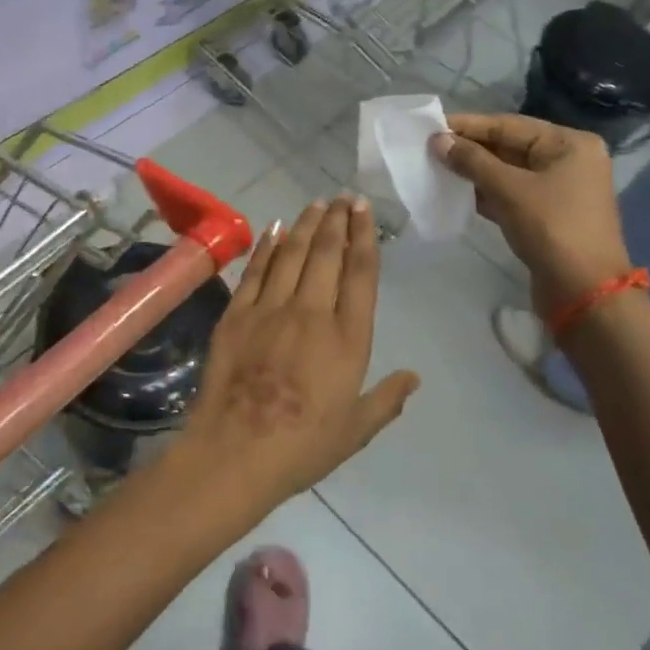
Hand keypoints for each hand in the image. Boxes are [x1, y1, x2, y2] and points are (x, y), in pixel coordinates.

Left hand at [172, 195, 418, 518]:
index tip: (363, 211)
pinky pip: (255, 271)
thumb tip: (413, 377)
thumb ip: (387, 399)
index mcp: (347, 338)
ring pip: (292, 254)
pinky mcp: (237, 314)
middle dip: (337, 221)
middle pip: (327, 254)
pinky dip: (267, 246)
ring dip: (306, 225)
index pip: (361, 274)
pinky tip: (274, 229)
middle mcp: (311, 312)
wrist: (236, 451)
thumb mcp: (355, 430)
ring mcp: (270, 309)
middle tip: (342, 198)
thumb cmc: (303, 447)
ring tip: (316, 205)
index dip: (364, 237)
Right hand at [432, 114, 632, 312]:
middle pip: (510, 146)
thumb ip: (472, 161)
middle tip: (429, 148)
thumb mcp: (509, 190)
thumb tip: (438, 140)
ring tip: (436, 167)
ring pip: (508, 172)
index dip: (469, 125)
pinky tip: (456, 192)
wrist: (583, 290)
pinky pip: (511, 193)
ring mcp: (559, 189)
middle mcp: (568, 160)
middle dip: (470, 149)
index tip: (433, 126)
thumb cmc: (552, 228)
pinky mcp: (547, 214)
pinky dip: (486, 192)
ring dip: (474, 171)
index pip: (510, 125)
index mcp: (569, 144)